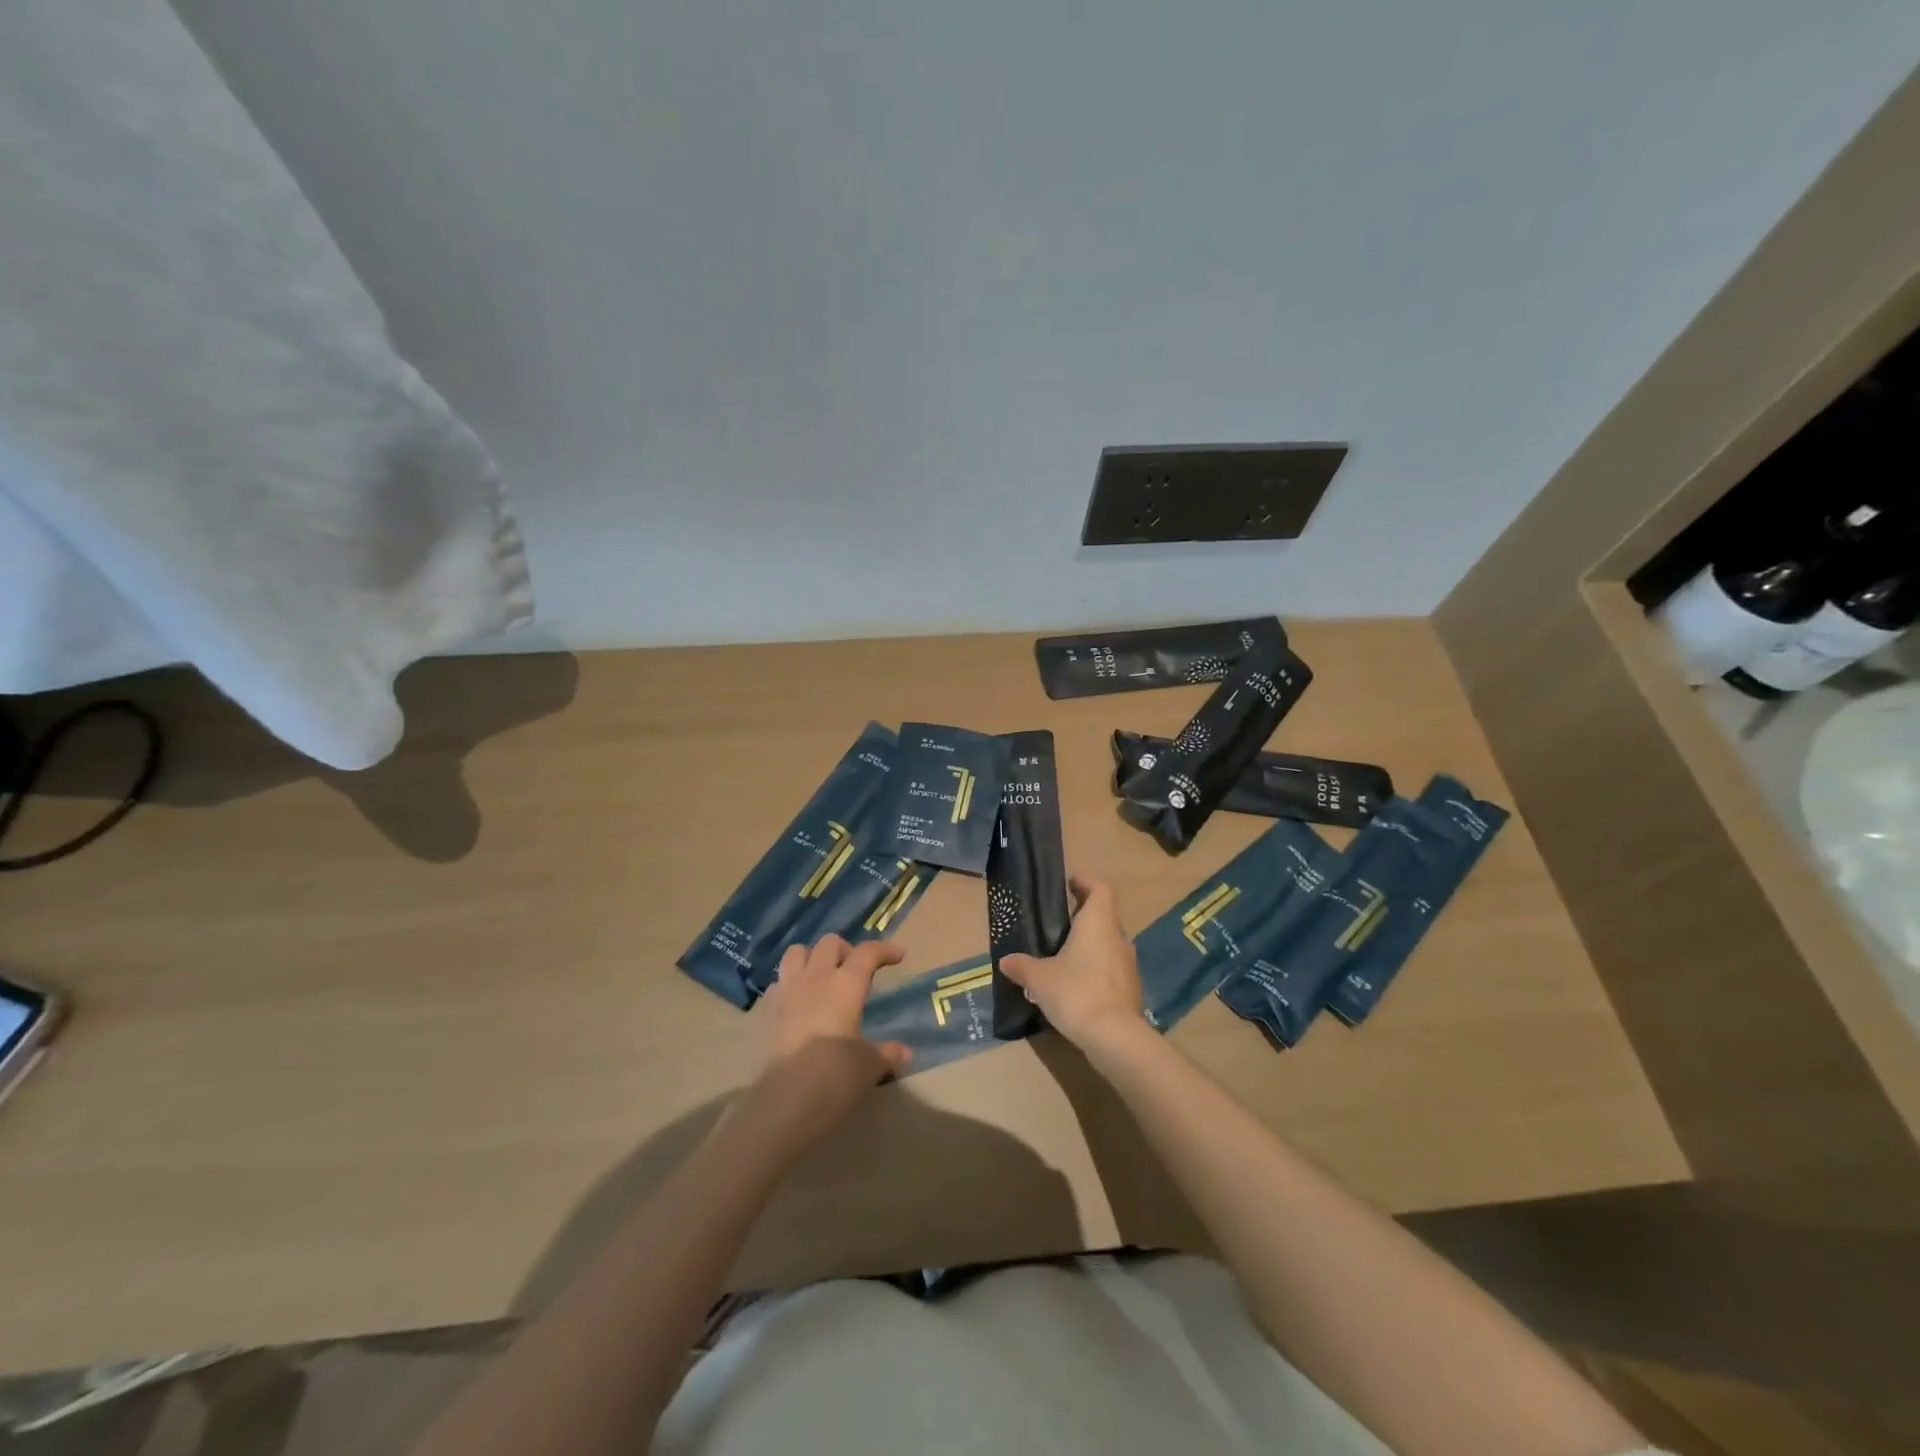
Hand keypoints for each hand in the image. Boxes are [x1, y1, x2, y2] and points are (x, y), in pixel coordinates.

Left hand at [746, 935, 911, 1141]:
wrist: (785, 1099)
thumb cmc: (836, 1076)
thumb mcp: (869, 1066)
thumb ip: (887, 1053)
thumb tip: (905, 1053)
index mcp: (846, 984)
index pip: (868, 952)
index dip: (885, 950)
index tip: (898, 956)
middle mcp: (816, 978)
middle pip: (830, 943)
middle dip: (846, 950)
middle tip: (856, 971)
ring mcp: (787, 991)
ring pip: (797, 952)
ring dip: (813, 958)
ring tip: (823, 977)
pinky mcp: (766, 1010)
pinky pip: (779, 982)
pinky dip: (791, 984)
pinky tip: (798, 1003)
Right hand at [999, 875, 1144, 1048]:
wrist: (1115, 1037)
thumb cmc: (1076, 992)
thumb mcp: (1039, 978)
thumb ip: (1022, 966)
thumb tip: (1006, 961)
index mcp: (1098, 923)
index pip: (1101, 889)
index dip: (1087, 882)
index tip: (1070, 882)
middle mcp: (1118, 937)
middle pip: (1105, 915)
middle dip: (1085, 915)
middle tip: (1060, 921)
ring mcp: (1128, 964)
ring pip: (1109, 943)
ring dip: (1092, 944)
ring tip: (1066, 955)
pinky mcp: (1131, 989)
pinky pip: (1112, 968)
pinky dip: (1097, 968)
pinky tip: (1078, 984)